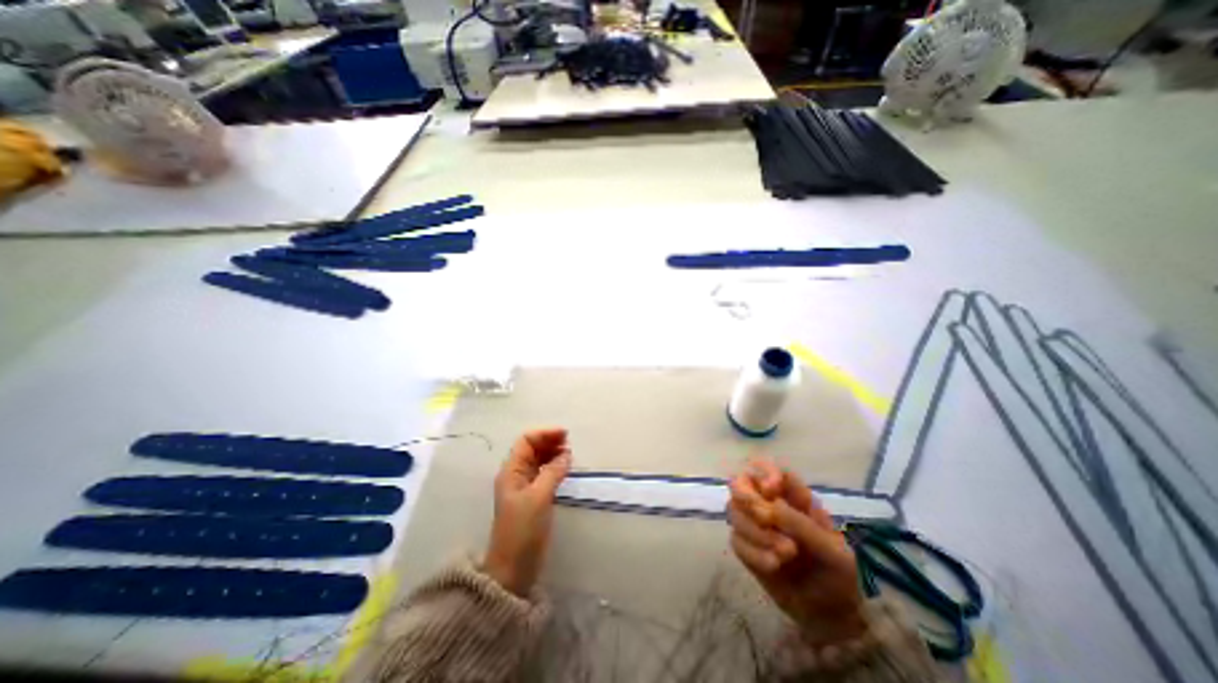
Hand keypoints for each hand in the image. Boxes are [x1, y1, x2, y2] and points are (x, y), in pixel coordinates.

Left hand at [484, 431, 572, 595]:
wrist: (513, 568)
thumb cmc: (523, 530)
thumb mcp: (539, 497)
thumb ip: (553, 472)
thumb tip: (566, 454)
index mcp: (511, 471)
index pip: (526, 441)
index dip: (544, 433)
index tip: (565, 434)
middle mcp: (516, 474)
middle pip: (532, 448)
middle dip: (550, 441)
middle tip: (570, 443)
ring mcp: (524, 486)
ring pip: (539, 460)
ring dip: (553, 453)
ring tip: (570, 454)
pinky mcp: (533, 497)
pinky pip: (544, 473)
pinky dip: (554, 466)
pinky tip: (565, 468)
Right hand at [721, 456, 865, 643]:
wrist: (830, 615)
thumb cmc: (837, 574)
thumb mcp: (833, 551)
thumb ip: (803, 525)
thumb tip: (770, 506)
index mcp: (792, 497)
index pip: (768, 468)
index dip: (764, 472)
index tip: (771, 491)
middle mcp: (768, 504)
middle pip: (740, 483)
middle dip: (746, 497)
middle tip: (763, 517)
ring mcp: (754, 525)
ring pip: (733, 511)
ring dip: (755, 533)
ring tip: (784, 555)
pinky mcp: (746, 547)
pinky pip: (735, 540)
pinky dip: (752, 553)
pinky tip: (773, 566)